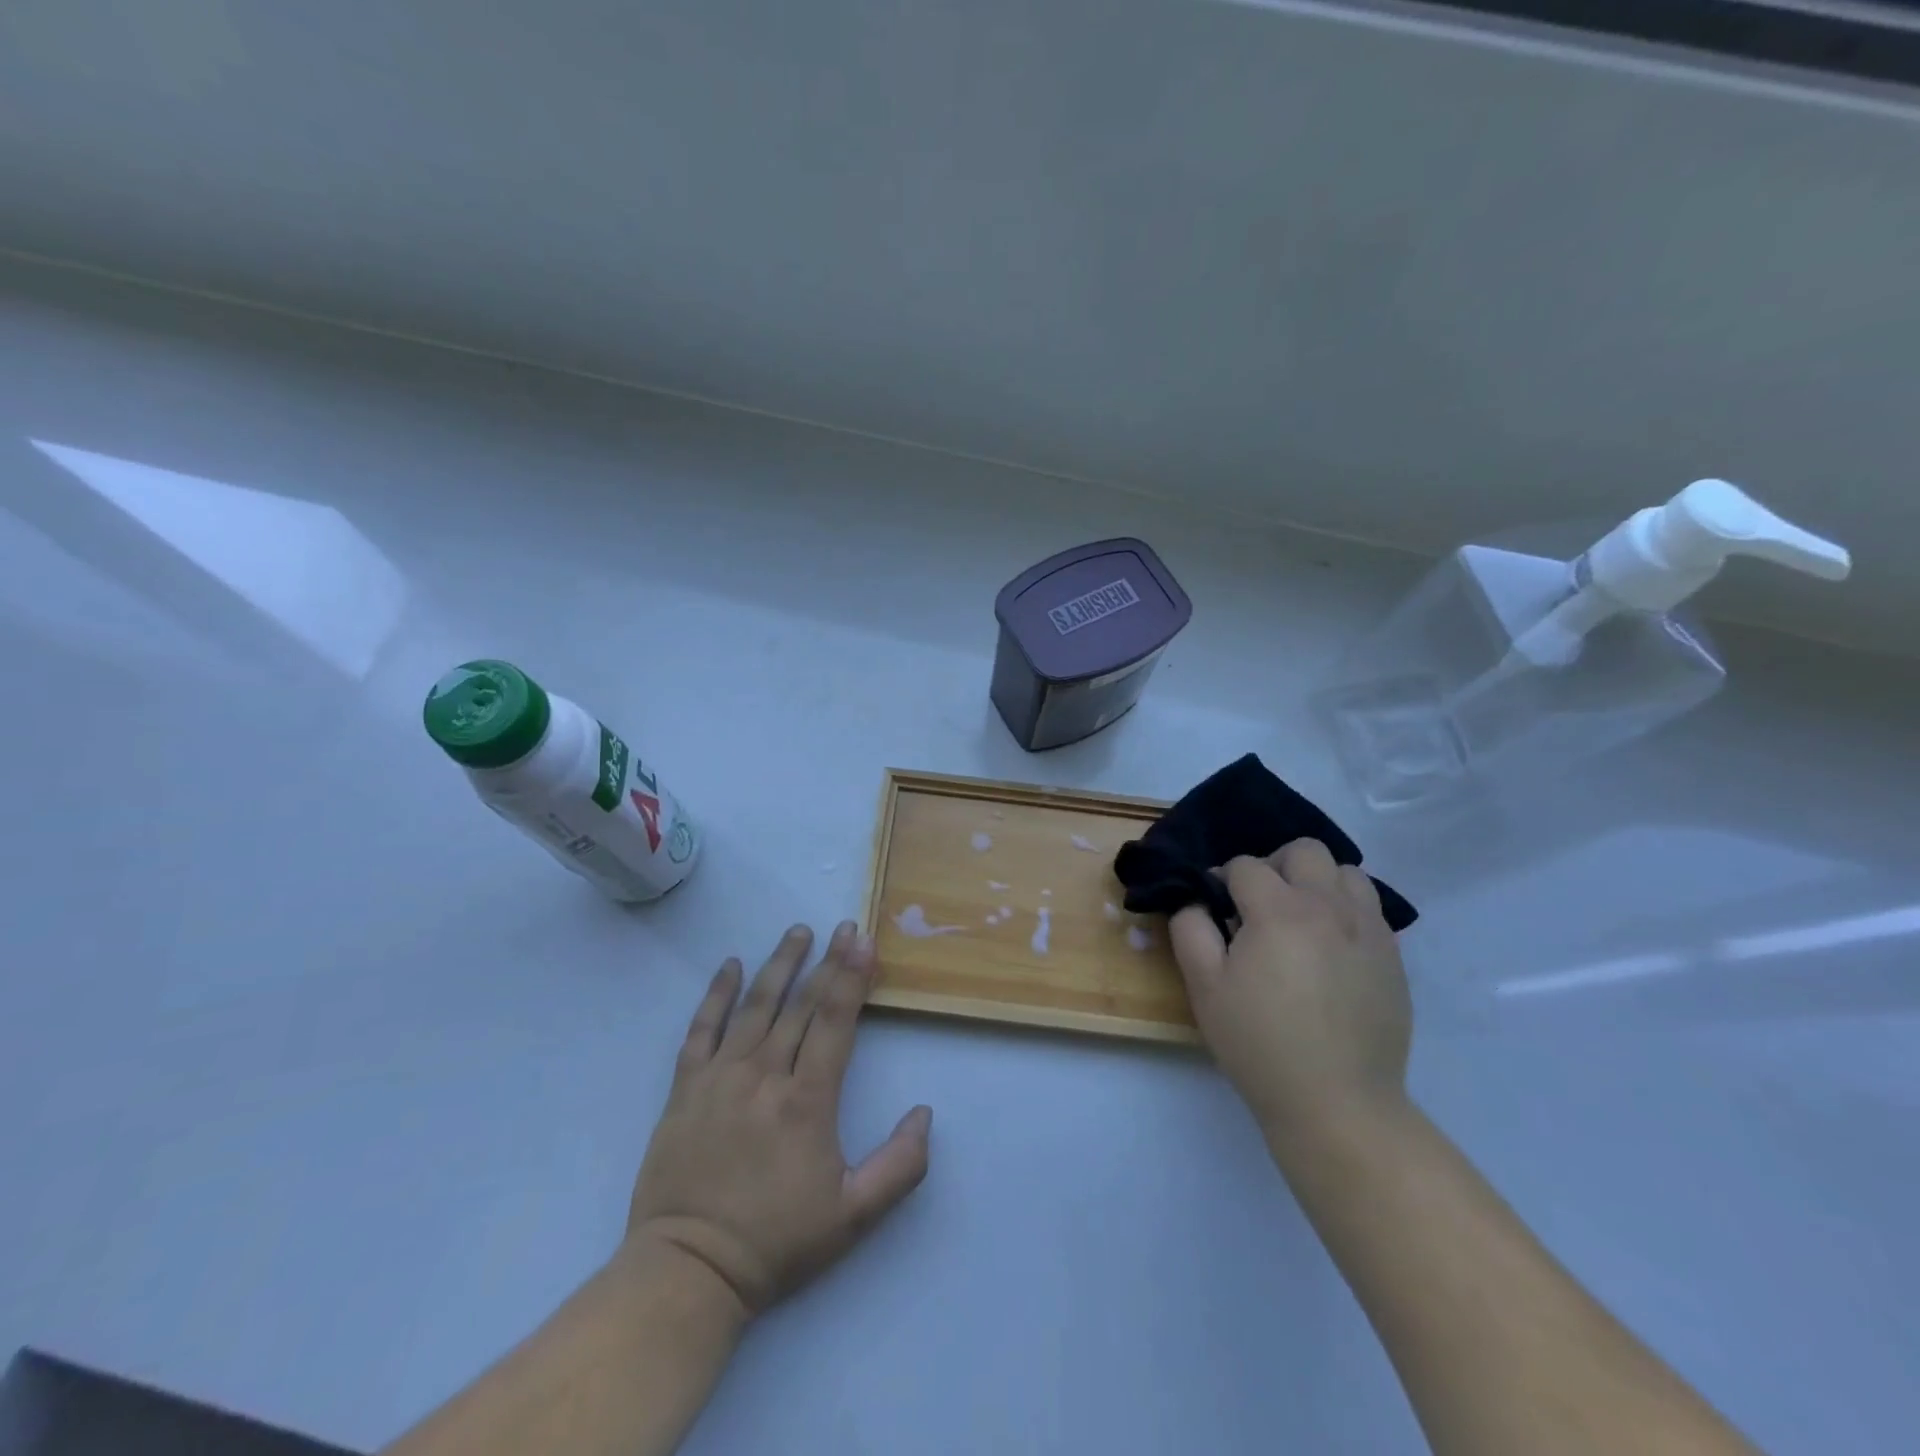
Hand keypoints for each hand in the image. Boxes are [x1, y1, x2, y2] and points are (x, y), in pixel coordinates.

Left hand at [625, 922, 931, 1318]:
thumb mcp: (853, 1216)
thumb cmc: (776, 1241)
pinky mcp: (685, 1089)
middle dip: (826, 962)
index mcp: (806, 1101)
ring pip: (754, 1007)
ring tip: (797, 932)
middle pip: (799, 1005)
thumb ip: (900, 1166)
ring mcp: (720, 1077)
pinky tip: (730, 966)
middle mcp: (764, 1076)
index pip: (834, 1022)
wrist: (689, 1271)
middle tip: (842, 927)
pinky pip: (701, 1030)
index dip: (851, 977)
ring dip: (778, 965)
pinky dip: (716, 995)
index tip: (862, 940)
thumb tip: (925, 1113)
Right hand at [1169, 841, 1411, 1146]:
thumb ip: (1190, 929)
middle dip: (1273, 866)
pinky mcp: (1392, 957)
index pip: (1245, 865)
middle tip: (1258, 906)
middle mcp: (1329, 907)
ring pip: (1345, 872)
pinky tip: (1328, 948)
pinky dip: (1345, 910)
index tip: (1215, 911)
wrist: (1336, 1103)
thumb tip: (1196, 900)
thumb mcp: (1204, 986)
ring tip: (1300, 920)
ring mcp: (1368, 930)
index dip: (1222, 881)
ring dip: (1316, 883)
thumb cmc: (1259, 1043)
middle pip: (1303, 850)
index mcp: (1280, 910)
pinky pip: (1369, 908)